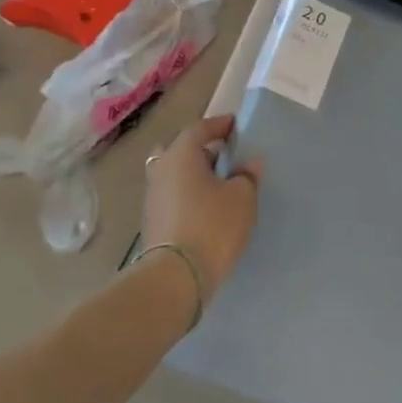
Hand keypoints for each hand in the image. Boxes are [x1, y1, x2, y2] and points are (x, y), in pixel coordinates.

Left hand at [141, 115, 261, 300]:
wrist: (176, 277)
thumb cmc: (212, 226)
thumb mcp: (242, 197)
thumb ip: (247, 176)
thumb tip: (249, 164)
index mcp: (181, 154)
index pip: (200, 128)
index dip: (219, 125)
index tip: (236, 126)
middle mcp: (161, 169)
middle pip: (181, 150)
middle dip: (202, 151)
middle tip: (225, 158)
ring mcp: (153, 196)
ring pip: (175, 174)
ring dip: (194, 175)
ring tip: (219, 186)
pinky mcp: (152, 220)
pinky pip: (173, 196)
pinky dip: (188, 195)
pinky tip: (206, 208)